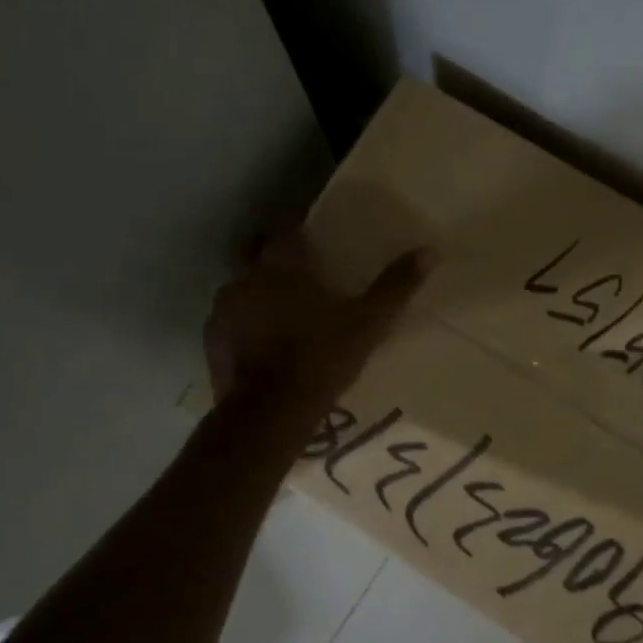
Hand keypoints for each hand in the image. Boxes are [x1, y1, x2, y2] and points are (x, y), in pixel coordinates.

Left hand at [204, 227, 434, 410]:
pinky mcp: (212, 339)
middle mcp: (245, 277)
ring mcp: (223, 309)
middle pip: (256, 252)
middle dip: (274, 257)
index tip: (315, 242)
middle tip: (300, 276)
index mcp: (280, 264)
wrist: (269, 414)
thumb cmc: (320, 359)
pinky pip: (229, 320)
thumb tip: (429, 251)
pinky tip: (264, 344)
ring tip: (283, 314)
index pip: (284, 228)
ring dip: (258, 292)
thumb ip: (395, 286)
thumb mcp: (368, 323)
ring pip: (241, 286)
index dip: (299, 231)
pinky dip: (244, 324)